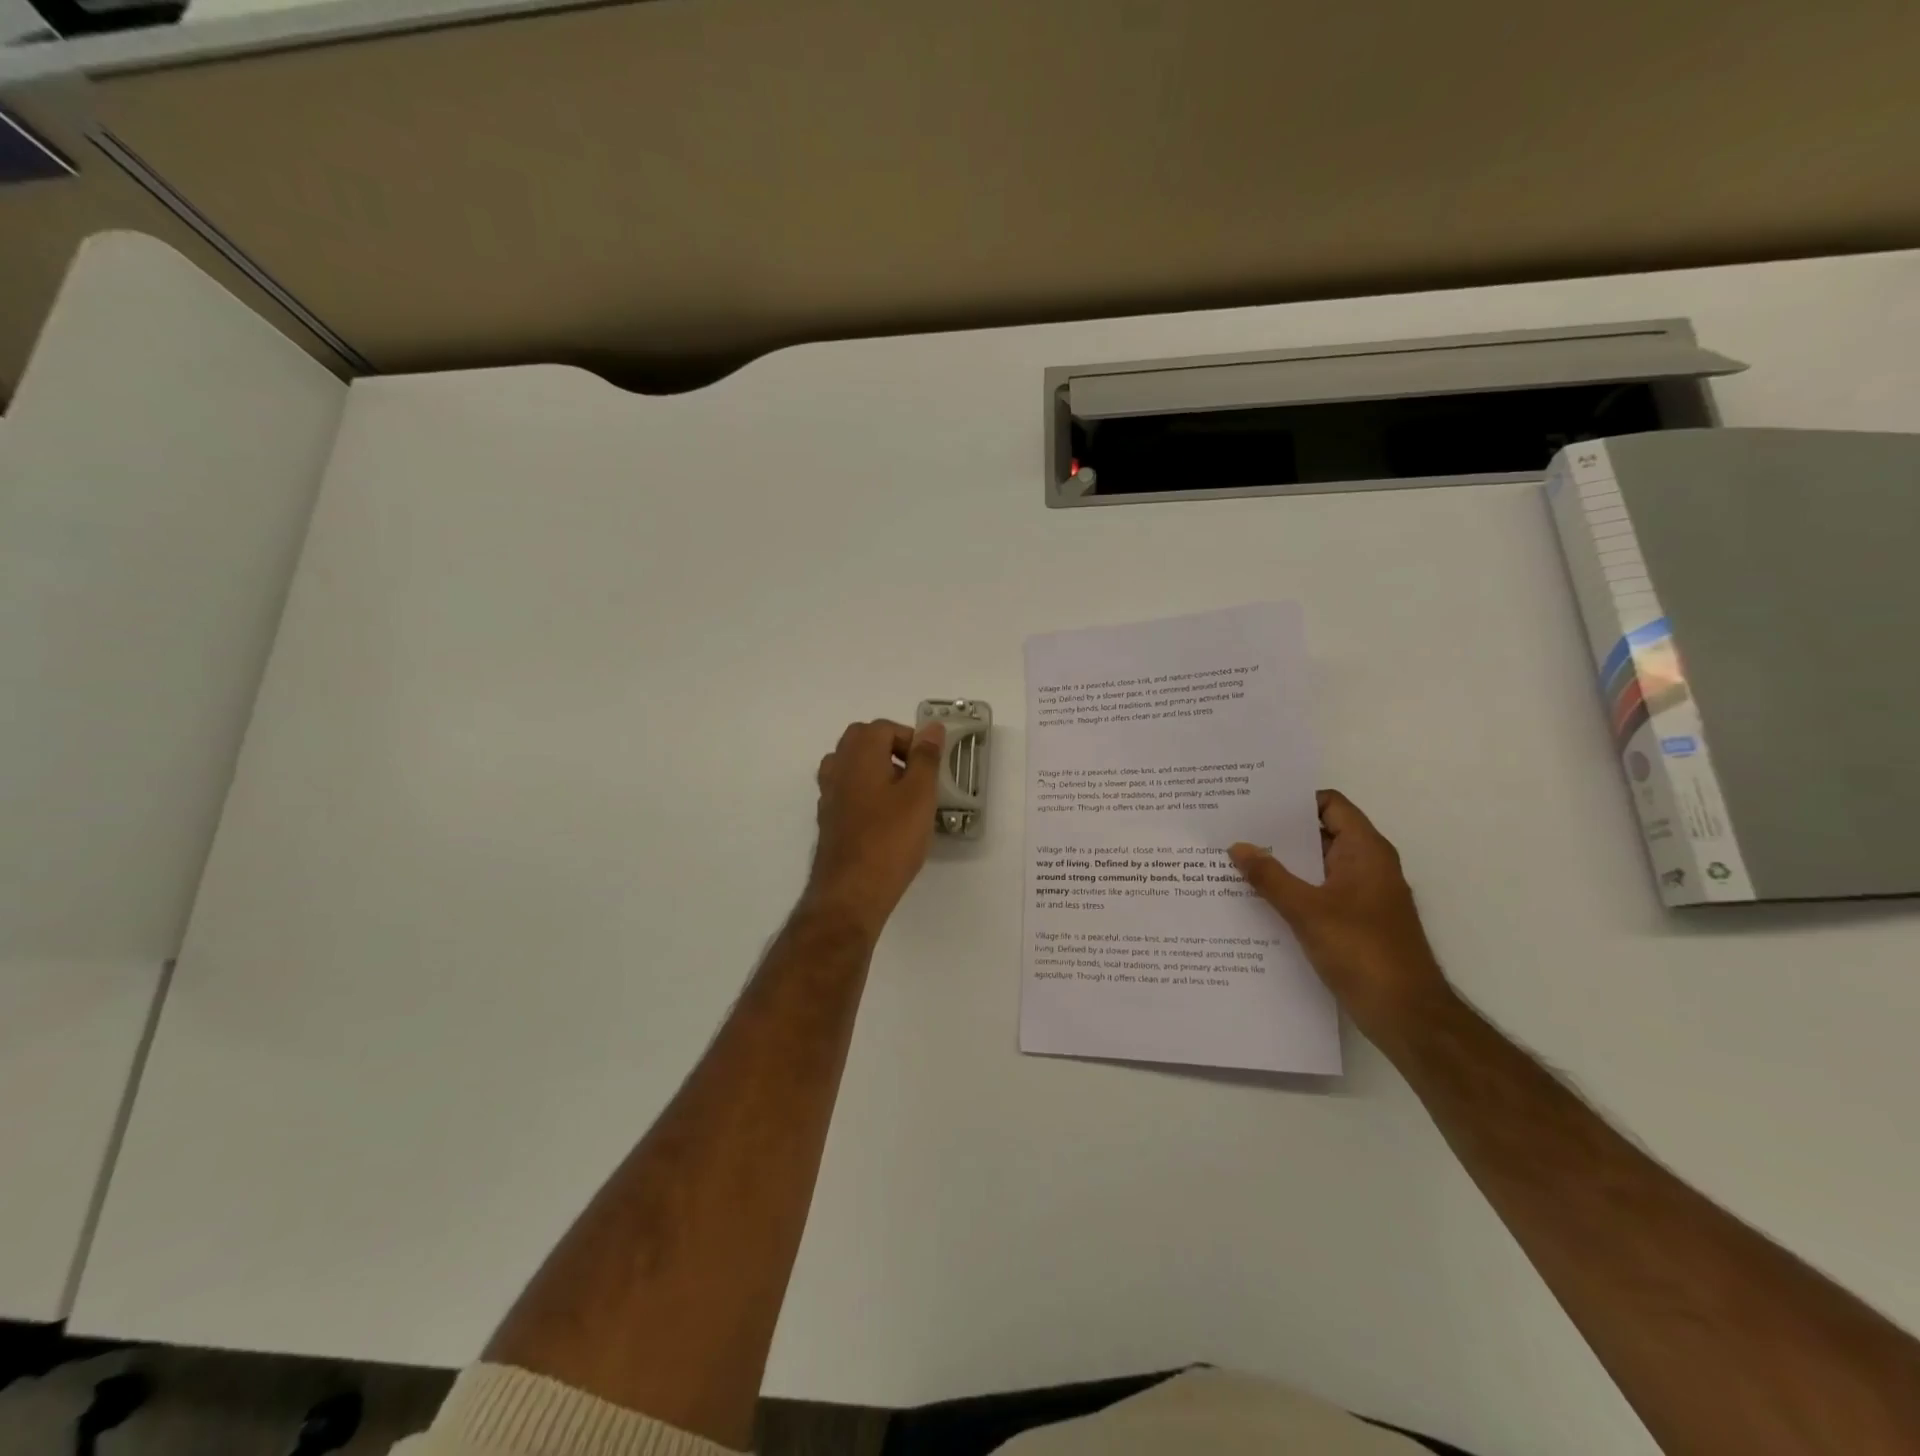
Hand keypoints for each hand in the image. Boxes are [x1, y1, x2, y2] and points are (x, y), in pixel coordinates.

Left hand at [802, 718, 945, 941]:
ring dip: (876, 771)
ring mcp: (828, 796)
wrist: (851, 892)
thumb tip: (932, 727)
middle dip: (890, 749)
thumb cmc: (890, 839)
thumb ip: (926, 757)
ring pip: (850, 767)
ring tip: (902, 795)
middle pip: (860, 741)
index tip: (929, 764)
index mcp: (859, 755)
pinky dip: (865, 794)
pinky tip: (885, 819)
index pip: (882, 728)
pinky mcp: (828, 821)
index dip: (910, 739)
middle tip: (916, 775)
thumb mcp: (920, 794)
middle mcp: (837, 769)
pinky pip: (847, 792)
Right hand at [1230, 790, 1452, 1055]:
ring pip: (1316, 867)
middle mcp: (1367, 866)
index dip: (1294, 800)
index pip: (1330, 805)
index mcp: (1366, 852)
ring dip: (1282, 864)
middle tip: (1233, 828)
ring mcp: (1362, 896)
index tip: (1254, 802)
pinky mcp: (1354, 922)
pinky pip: (1317, 893)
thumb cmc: (1362, 952)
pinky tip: (1256, 900)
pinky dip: (1291, 891)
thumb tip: (1238, 846)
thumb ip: (1270, 877)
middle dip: (1279, 832)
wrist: (1407, 1015)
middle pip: (1320, 834)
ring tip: (1235, 861)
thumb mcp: (1307, 911)